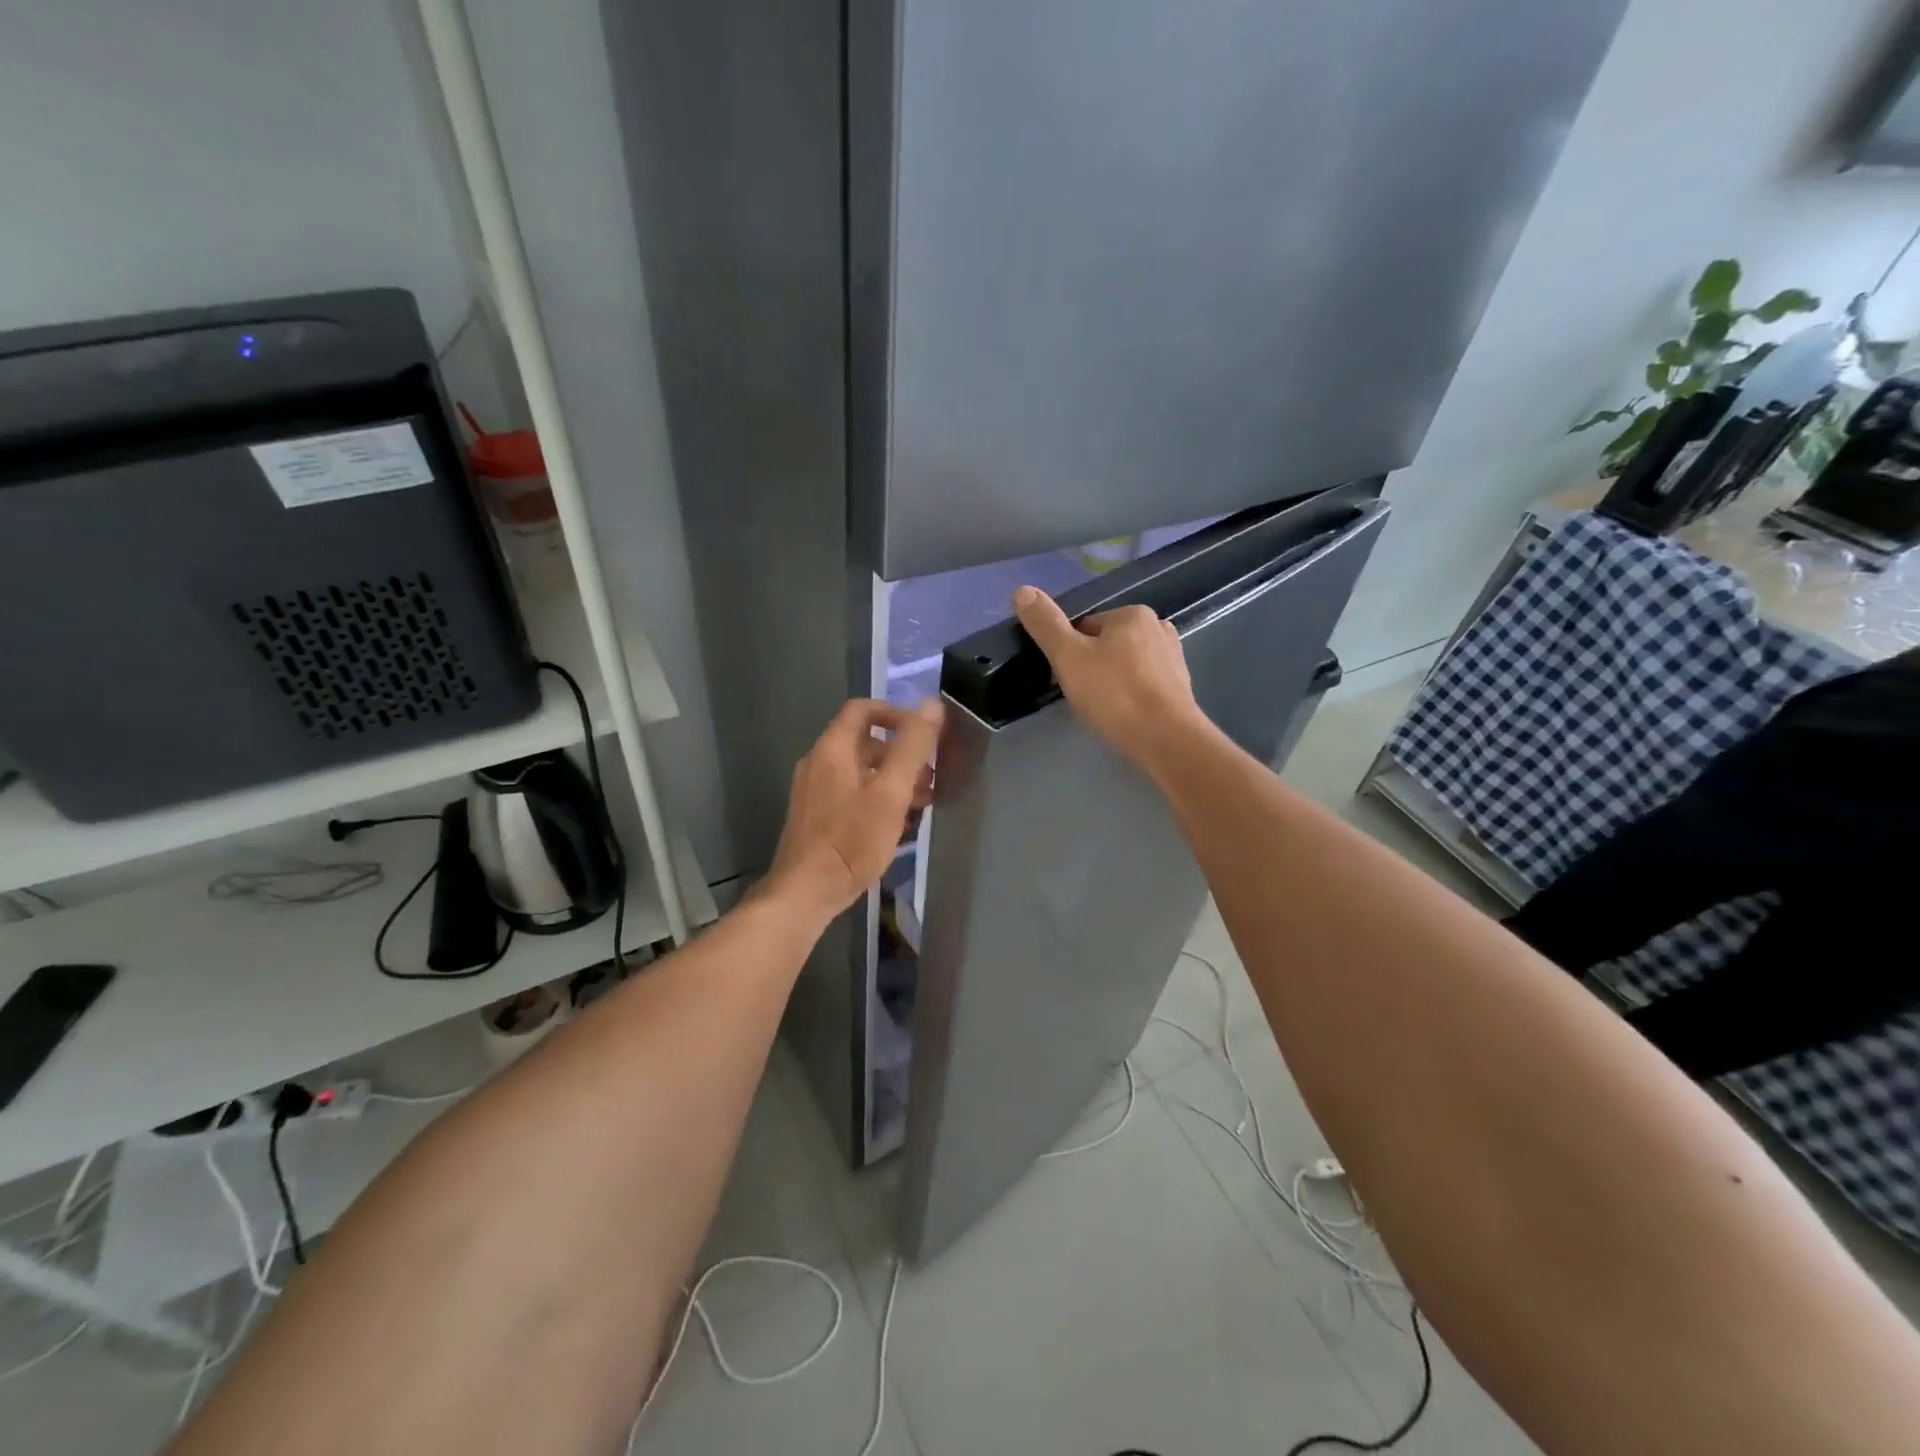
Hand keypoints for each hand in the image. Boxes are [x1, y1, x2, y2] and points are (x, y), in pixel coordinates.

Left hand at [763, 698, 942, 919]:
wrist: (806, 892)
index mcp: (833, 749)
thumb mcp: (891, 792)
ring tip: (920, 805)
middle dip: (901, 755)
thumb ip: (912, 747)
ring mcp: (814, 792)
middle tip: (930, 778)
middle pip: (864, 743)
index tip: (924, 734)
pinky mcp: (816, 818)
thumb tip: (931, 705)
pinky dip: (876, 800)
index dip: (895, 713)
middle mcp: (818, 763)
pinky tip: (896, 827)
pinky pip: (851, 795)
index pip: (862, 709)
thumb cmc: (851, 840)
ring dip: (892, 781)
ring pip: (860, 772)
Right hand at [1013, 586, 1207, 772]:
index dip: (1070, 652)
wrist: (1166, 740)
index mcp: (1133, 614)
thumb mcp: (1068, 657)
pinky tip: (1124, 716)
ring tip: (1102, 708)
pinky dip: (1131, 697)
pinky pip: (1144, 685)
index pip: (1087, 626)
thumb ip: (1046, 624)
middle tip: (1083, 695)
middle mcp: (1159, 628)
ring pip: (1126, 666)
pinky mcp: (1181, 688)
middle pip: (1108, 645)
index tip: (1066, 677)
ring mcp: (1174, 659)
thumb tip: (1022, 590)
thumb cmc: (1115, 694)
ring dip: (1111, 682)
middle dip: (1092, 666)